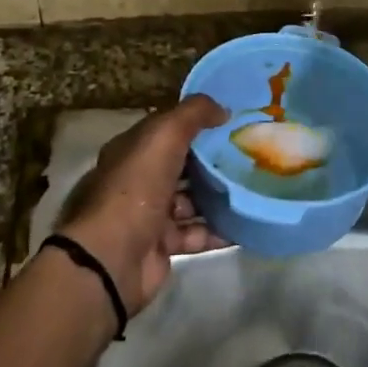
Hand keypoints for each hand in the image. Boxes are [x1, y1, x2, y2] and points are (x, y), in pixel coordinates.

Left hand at [60, 96, 230, 315]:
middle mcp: (139, 180)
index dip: (197, 123)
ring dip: (219, 196)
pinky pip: (197, 234)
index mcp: (132, 150)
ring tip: (254, 187)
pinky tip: (246, 223)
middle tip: (251, 154)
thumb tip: (222, 109)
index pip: (167, 130)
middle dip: (212, 161)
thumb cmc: (136, 187)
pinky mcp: (163, 246)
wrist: (113, 257)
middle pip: (182, 166)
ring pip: (191, 200)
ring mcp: (150, 215)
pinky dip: (219, 230)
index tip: (233, 121)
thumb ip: (193, 114)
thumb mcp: (164, 135)